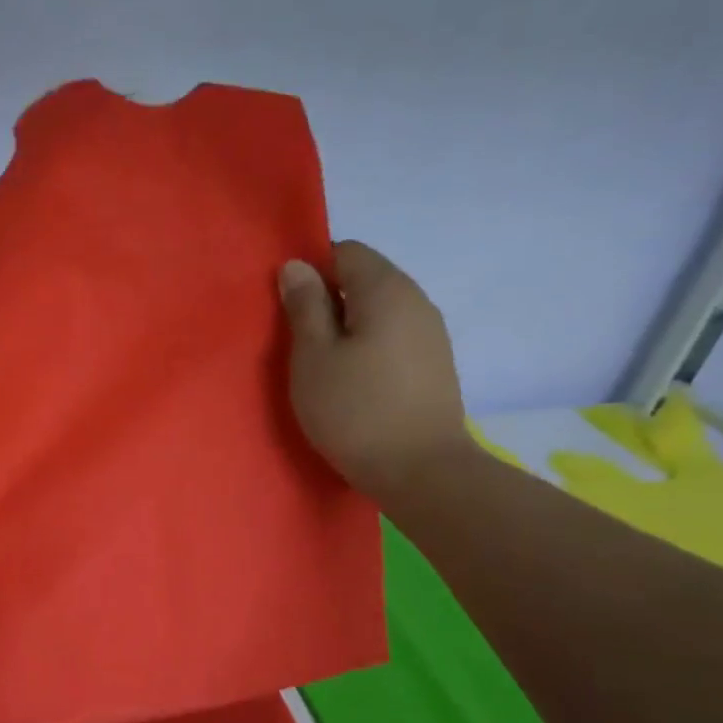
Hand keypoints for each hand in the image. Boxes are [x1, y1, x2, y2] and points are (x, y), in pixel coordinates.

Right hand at [279, 240, 473, 503]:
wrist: (419, 470)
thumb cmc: (354, 410)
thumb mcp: (312, 357)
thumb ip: (304, 307)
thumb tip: (297, 266)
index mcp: (386, 290)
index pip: (347, 252)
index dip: (312, 271)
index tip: (288, 309)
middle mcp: (416, 301)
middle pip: (365, 280)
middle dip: (328, 301)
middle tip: (297, 343)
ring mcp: (430, 334)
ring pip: (378, 312)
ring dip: (346, 328)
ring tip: (322, 367)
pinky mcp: (433, 365)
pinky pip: (392, 338)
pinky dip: (367, 348)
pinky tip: (352, 383)